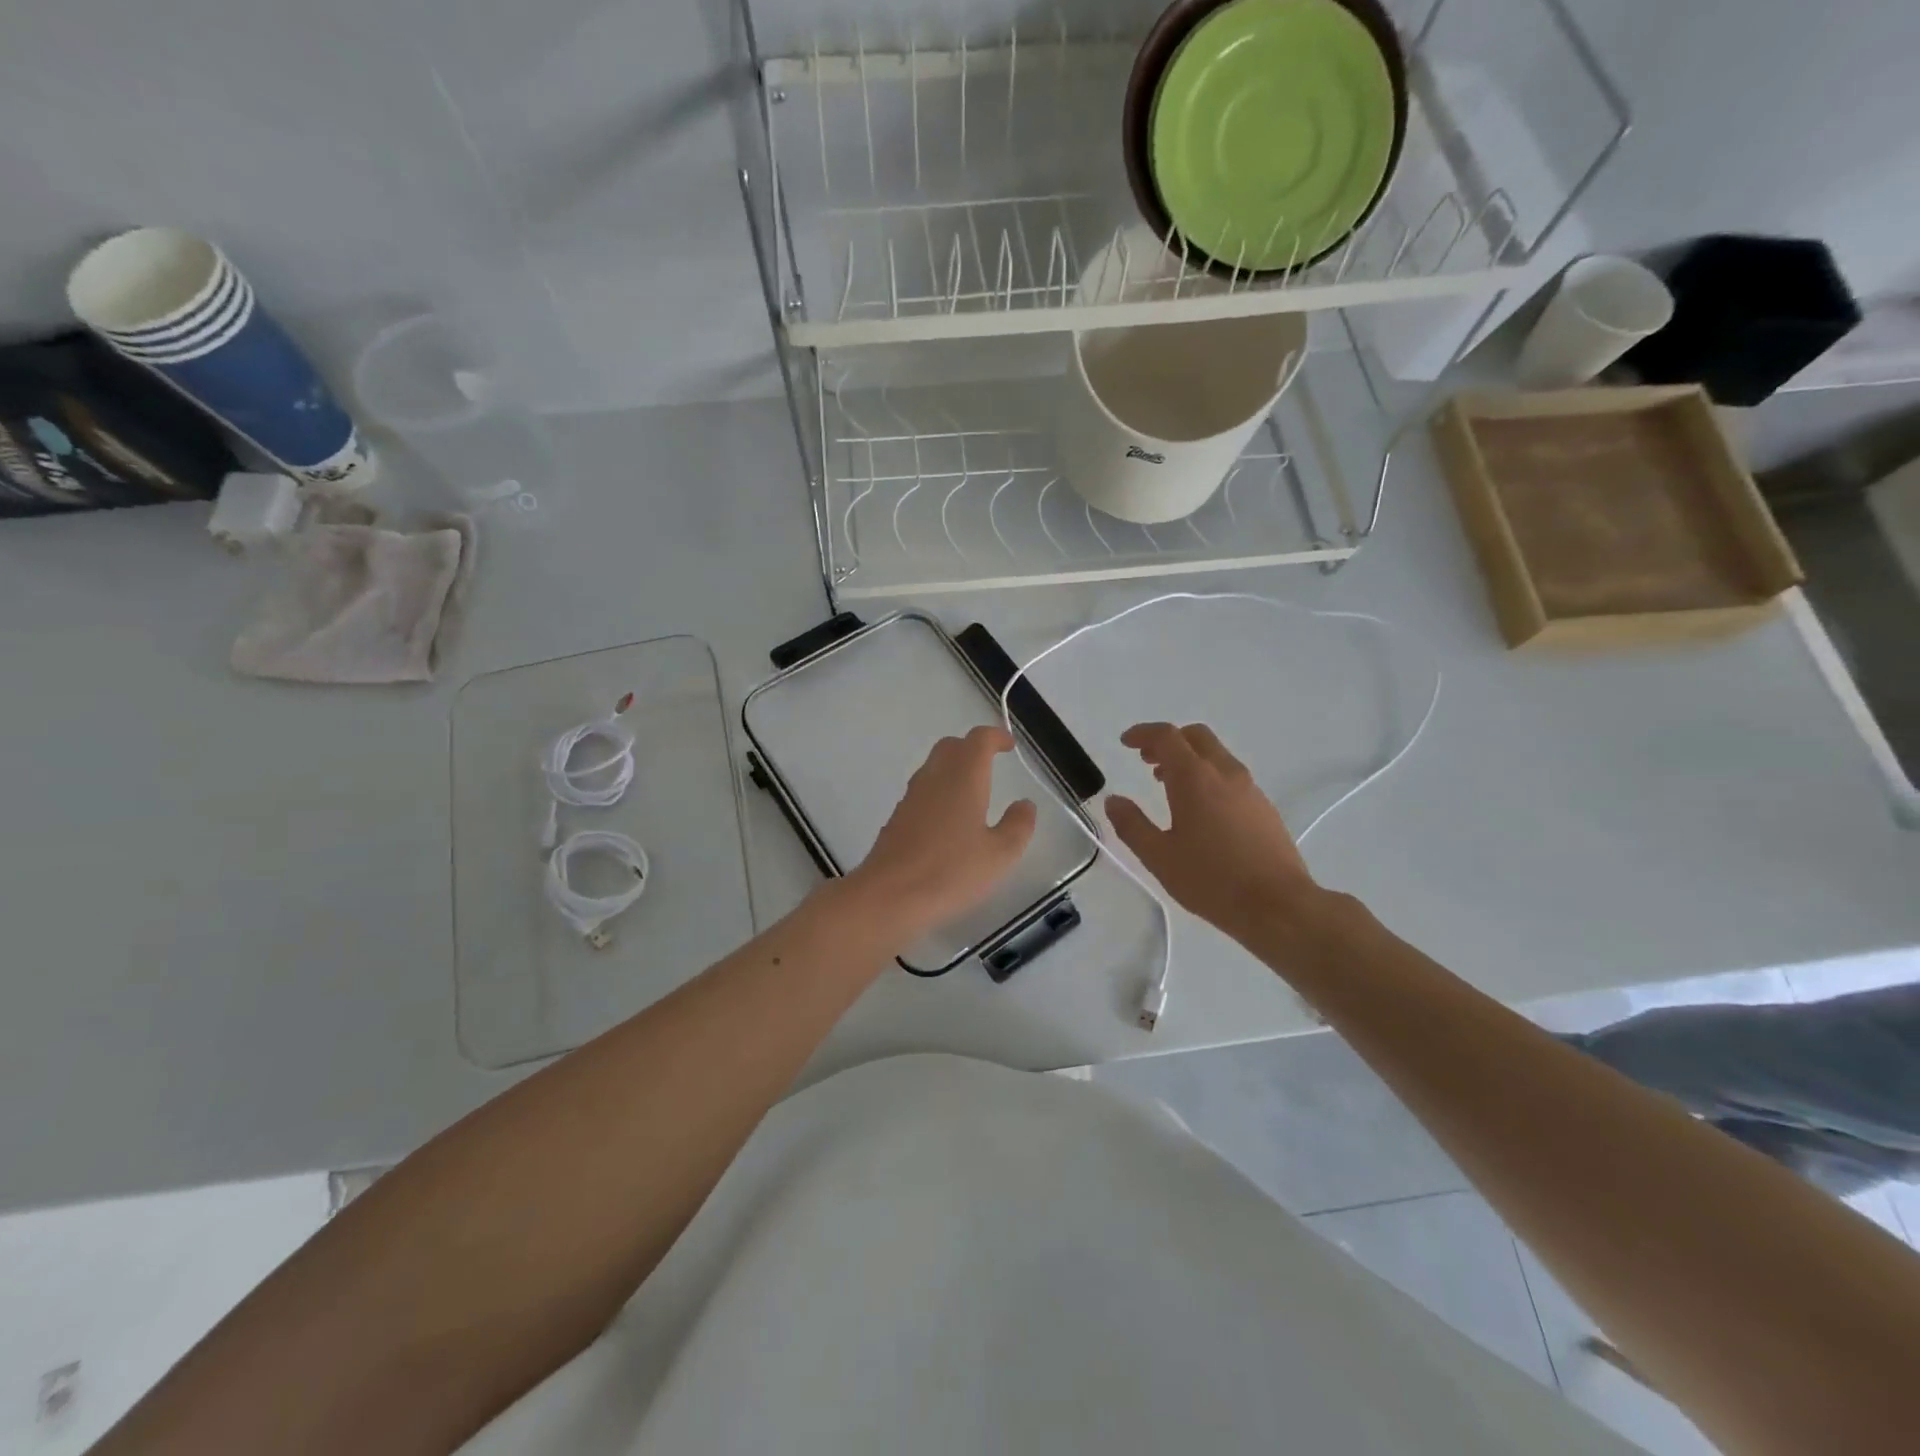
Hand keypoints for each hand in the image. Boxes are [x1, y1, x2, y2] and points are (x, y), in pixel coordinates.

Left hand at [846, 725, 1037, 941]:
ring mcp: (911, 796)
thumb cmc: (951, 872)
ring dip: (954, 769)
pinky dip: (940, 792)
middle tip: (991, 764)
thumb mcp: (1000, 854)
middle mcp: (934, 777)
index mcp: (964, 776)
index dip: (996, 736)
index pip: (979, 739)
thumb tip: (1025, 804)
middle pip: (952, 746)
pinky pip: (923, 791)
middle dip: (972, 748)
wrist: (889, 896)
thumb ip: (1018, 825)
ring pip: (934, 767)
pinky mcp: (897, 817)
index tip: (1009, 746)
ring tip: (974, 793)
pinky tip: (949, 821)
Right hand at [1105, 722, 1317, 942]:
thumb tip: (1114, 801)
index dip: (1143, 733)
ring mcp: (1250, 788)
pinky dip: (1208, 776)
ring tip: (1168, 785)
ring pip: (1216, 754)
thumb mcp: (1159, 857)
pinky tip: (1201, 809)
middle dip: (1168, 741)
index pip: (1166, 736)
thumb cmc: (1211, 880)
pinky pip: (1231, 775)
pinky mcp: (1264, 807)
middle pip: (1196, 736)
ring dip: (1189, 758)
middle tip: (1147, 760)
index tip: (1126, 742)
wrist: (1278, 906)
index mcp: (1195, 778)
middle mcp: (1225, 773)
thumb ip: (1132, 825)